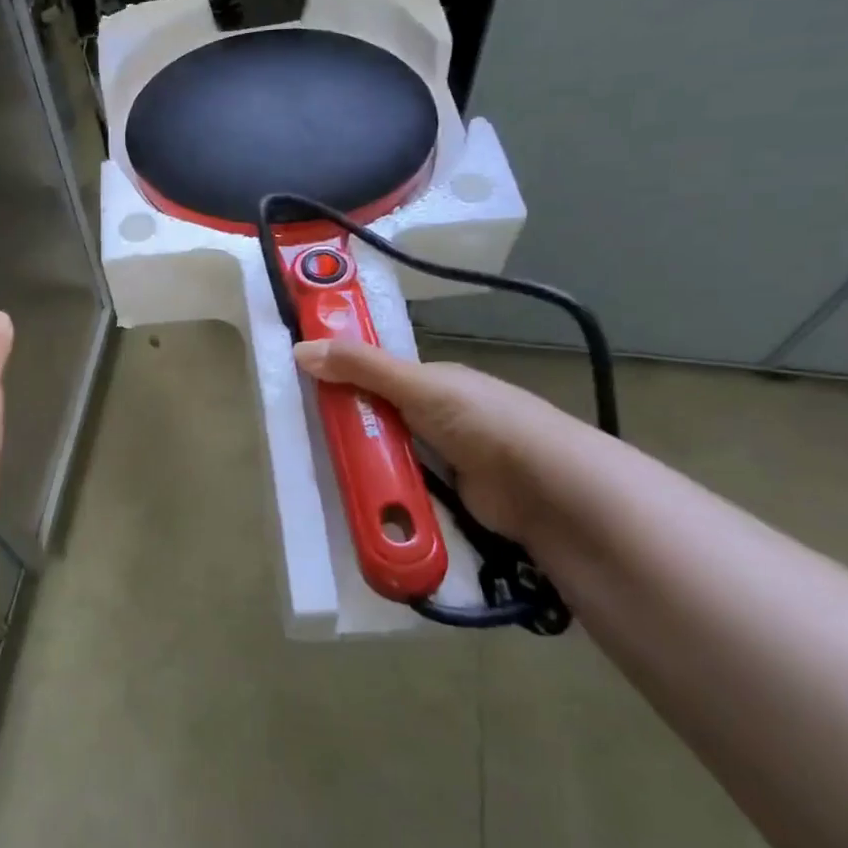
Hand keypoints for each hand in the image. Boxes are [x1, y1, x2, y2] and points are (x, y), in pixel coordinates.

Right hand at [293, 337, 607, 543]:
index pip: (378, 375)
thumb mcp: (417, 386)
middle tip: (310, 439)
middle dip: (352, 427)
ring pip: (392, 454)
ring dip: (368, 463)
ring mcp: (447, 457)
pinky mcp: (450, 495)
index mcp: (434, 381)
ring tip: (327, 472)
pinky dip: (387, 492)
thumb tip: (300, 348)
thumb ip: (362, 368)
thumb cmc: (482, 421)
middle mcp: (440, 415)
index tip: (305, 388)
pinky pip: (406, 487)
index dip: (344, 378)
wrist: (548, 490)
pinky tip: (360, 499)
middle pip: (380, 417)